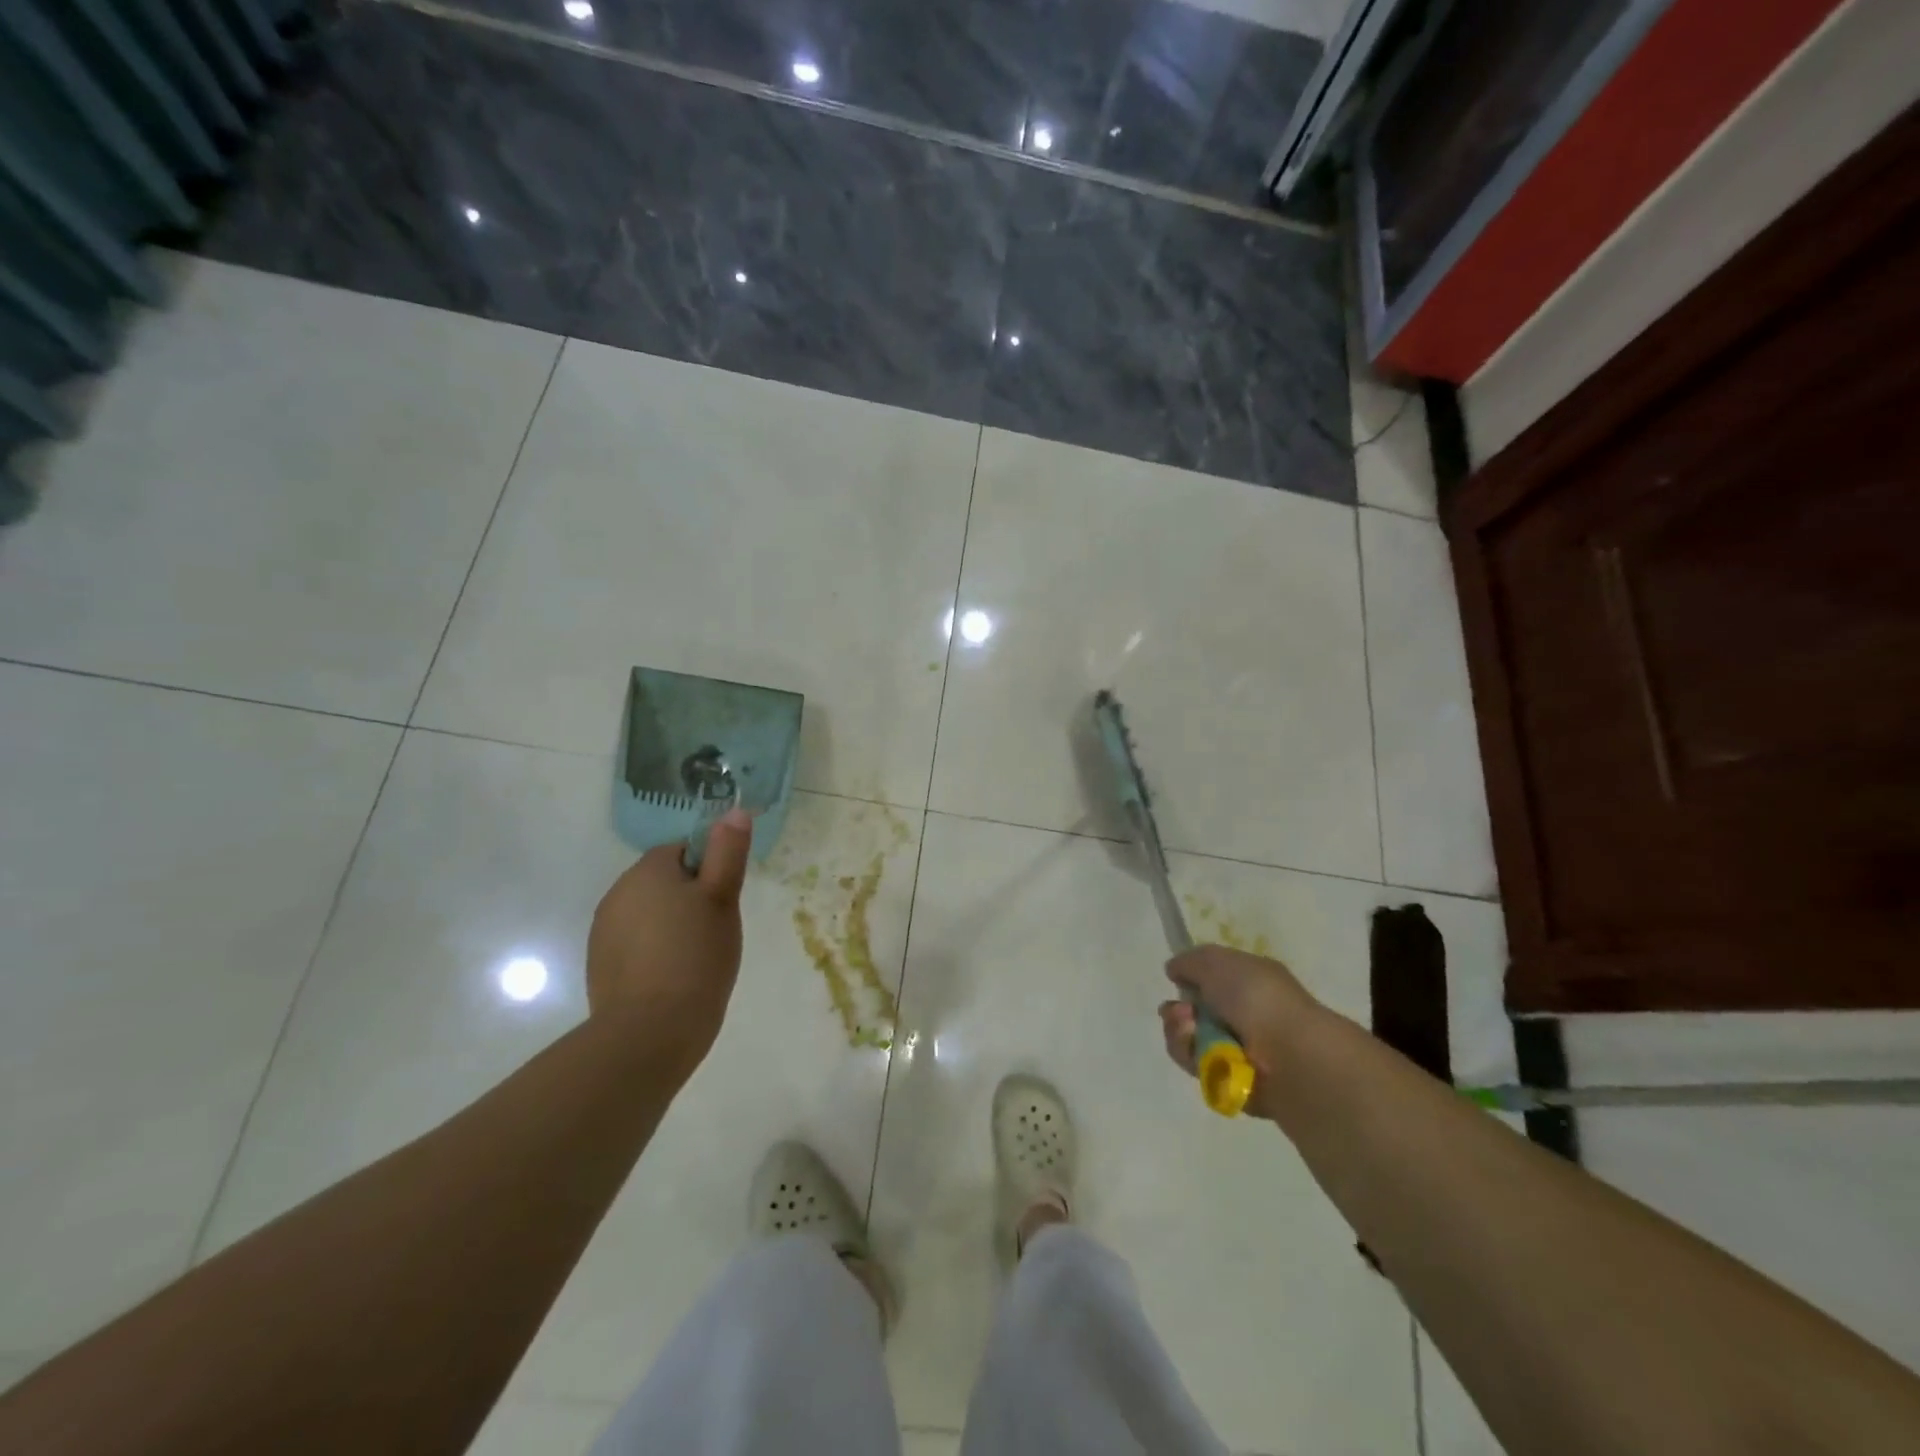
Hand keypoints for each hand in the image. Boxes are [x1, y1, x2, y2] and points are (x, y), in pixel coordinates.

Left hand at [587, 808, 752, 1083]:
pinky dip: (652, 951)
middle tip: (715, 929)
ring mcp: (604, 931)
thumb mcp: (723, 899)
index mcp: (647, 871)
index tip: (723, 900)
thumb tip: (734, 810)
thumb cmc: (696, 956)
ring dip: (670, 925)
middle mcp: (618, 893)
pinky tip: (672, 977)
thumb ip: (727, 852)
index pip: (681, 851)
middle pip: (663, 881)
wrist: (650, 1032)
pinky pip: (634, 943)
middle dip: (688, 898)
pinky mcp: (600, 964)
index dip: (707, 871)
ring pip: (648, 913)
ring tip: (696, 957)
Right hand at [1159, 945, 1321, 1119]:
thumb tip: (1174, 970)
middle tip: (1182, 1013)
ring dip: (1180, 1031)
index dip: (1188, 980)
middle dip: (1176, 1011)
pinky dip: (1190, 1055)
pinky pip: (1194, 1065)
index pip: (1208, 981)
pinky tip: (1198, 1050)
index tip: (1176, 981)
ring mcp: (1236, 1049)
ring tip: (1190, 1029)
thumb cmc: (1257, 998)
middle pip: (1191, 1012)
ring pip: (1187, 1038)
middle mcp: (1242, 1016)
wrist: (1289, 1054)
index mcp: (1248, 983)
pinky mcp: (1229, 1080)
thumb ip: (1189, 961)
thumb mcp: (1217, 961)